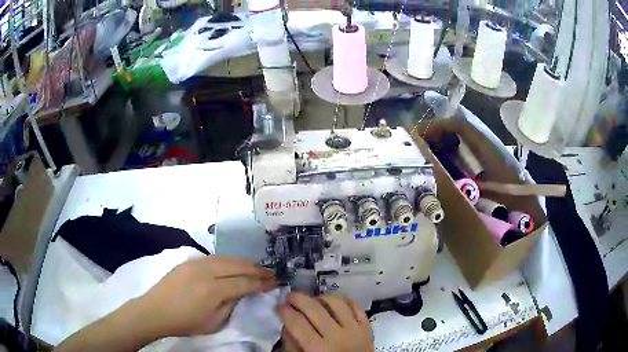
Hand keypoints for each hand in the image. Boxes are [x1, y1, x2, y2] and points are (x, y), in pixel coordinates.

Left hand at [137, 255, 276, 337]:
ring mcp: (196, 263)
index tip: (275, 282)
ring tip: (257, 266)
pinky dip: (229, 260)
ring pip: (227, 257)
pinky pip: (215, 257)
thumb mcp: (214, 323)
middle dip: (257, 268)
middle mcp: (206, 271)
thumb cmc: (186, 322)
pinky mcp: (189, 261)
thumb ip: (231, 305)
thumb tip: (243, 293)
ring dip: (244, 262)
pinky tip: (234, 264)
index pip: (244, 282)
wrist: (156, 310)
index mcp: (213, 290)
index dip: (262, 282)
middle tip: (271, 272)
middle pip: (237, 265)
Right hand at [277, 292, 373, 351]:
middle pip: (315, 309)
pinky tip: (334, 302)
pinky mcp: (367, 328)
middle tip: (289, 296)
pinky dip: (344, 301)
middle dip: (298, 299)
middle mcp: (337, 337)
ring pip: (337, 304)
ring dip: (321, 298)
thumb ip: (292, 345)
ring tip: (312, 300)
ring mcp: (355, 330)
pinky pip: (356, 307)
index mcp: (318, 349)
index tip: (278, 306)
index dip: (285, 311)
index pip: (298, 323)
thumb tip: (287, 325)